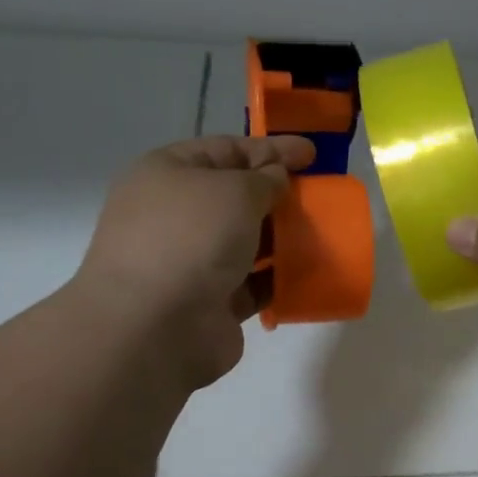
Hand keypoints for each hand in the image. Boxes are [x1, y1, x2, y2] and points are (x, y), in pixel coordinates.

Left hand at [72, 134, 314, 389]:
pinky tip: (309, 272)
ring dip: (283, 237)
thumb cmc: (192, 238)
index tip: (312, 154)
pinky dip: (279, 278)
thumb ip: (264, 179)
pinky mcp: (211, 302)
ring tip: (322, 233)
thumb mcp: (235, 190)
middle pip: (236, 196)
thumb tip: (274, 179)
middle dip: (279, 195)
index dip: (270, 148)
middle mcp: (174, 215)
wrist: (155, 328)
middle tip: (320, 195)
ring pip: (246, 241)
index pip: (225, 150)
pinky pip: (254, 283)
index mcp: (167, 174)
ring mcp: (190, 261)